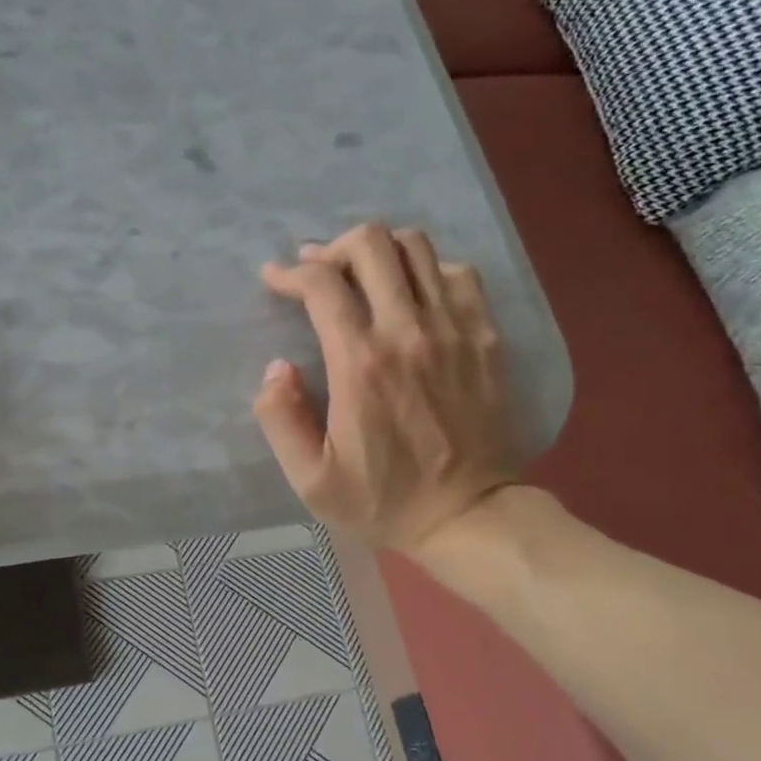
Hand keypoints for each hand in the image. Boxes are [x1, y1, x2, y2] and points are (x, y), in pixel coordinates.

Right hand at [256, 223, 518, 557]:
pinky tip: (414, 296)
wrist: (468, 515)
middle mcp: (408, 330)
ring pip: (418, 248)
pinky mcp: (485, 337)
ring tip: (363, 277)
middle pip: (371, 245)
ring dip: (381, 252)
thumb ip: (281, 419)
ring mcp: (454, 329)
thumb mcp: (311, 480)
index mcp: (360, 363)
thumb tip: (277, 368)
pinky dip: (429, 271)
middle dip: (334, 249)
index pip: (321, 284)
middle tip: (319, 274)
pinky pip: (459, 274)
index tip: (275, 280)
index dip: (290, 273)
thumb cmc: (383, 500)